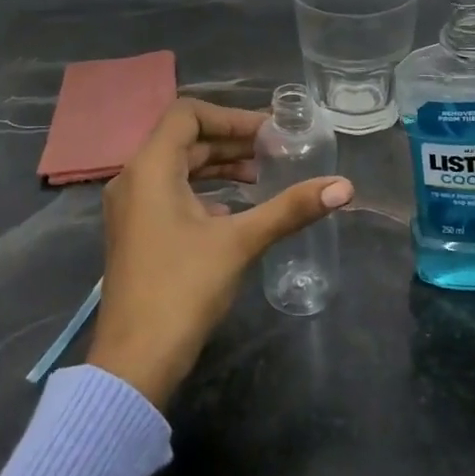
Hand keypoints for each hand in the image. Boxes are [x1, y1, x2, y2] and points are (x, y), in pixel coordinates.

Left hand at [87, 98, 352, 410]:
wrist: (135, 360)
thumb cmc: (183, 289)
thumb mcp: (240, 241)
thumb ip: (290, 209)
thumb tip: (344, 186)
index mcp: (150, 168)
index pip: (187, 114)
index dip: (231, 116)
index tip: (268, 132)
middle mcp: (133, 179)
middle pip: (183, 140)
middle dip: (230, 142)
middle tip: (274, 151)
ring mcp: (130, 208)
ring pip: (177, 168)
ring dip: (218, 167)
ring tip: (260, 177)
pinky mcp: (135, 233)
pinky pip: (169, 193)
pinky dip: (203, 191)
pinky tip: (233, 211)